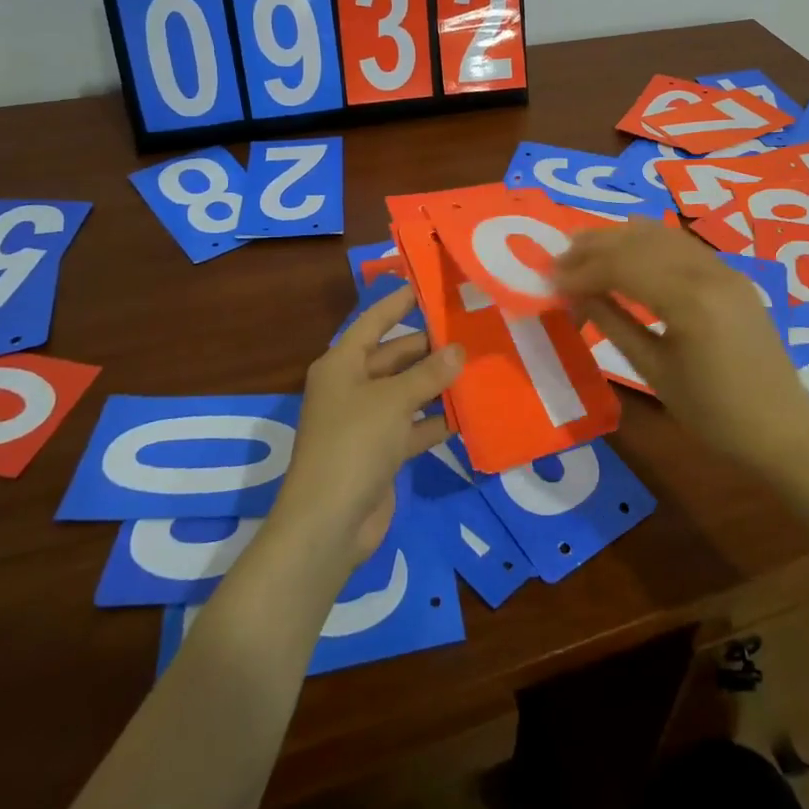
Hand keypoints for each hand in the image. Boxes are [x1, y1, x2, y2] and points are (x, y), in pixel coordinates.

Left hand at [273, 285, 464, 567]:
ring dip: (438, 384)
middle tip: (472, 331)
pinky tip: (470, 413)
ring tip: (480, 367)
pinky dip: (436, 421)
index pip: (374, 321)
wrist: (328, 524)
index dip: (399, 302)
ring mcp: (366, 421)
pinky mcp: (380, 452)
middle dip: (430, 348)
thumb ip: (428, 374)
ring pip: (407, 392)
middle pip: (395, 356)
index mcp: (342, 364)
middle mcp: (352, 387)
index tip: (429, 285)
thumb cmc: (354, 444)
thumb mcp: (393, 401)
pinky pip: (413, 426)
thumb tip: (458, 349)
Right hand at [555, 221, 808, 471]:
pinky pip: (681, 245)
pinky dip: (648, 242)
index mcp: (688, 301)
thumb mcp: (654, 371)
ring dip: (619, 238)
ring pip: (661, 236)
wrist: (783, 428)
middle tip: (558, 259)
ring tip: (584, 249)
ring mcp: (723, 269)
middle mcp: (707, 272)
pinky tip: (628, 248)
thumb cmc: (714, 414)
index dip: (581, 270)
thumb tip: (574, 293)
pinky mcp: (731, 274)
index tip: (549, 279)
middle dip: (594, 246)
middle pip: (639, 242)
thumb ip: (613, 323)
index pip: (622, 267)